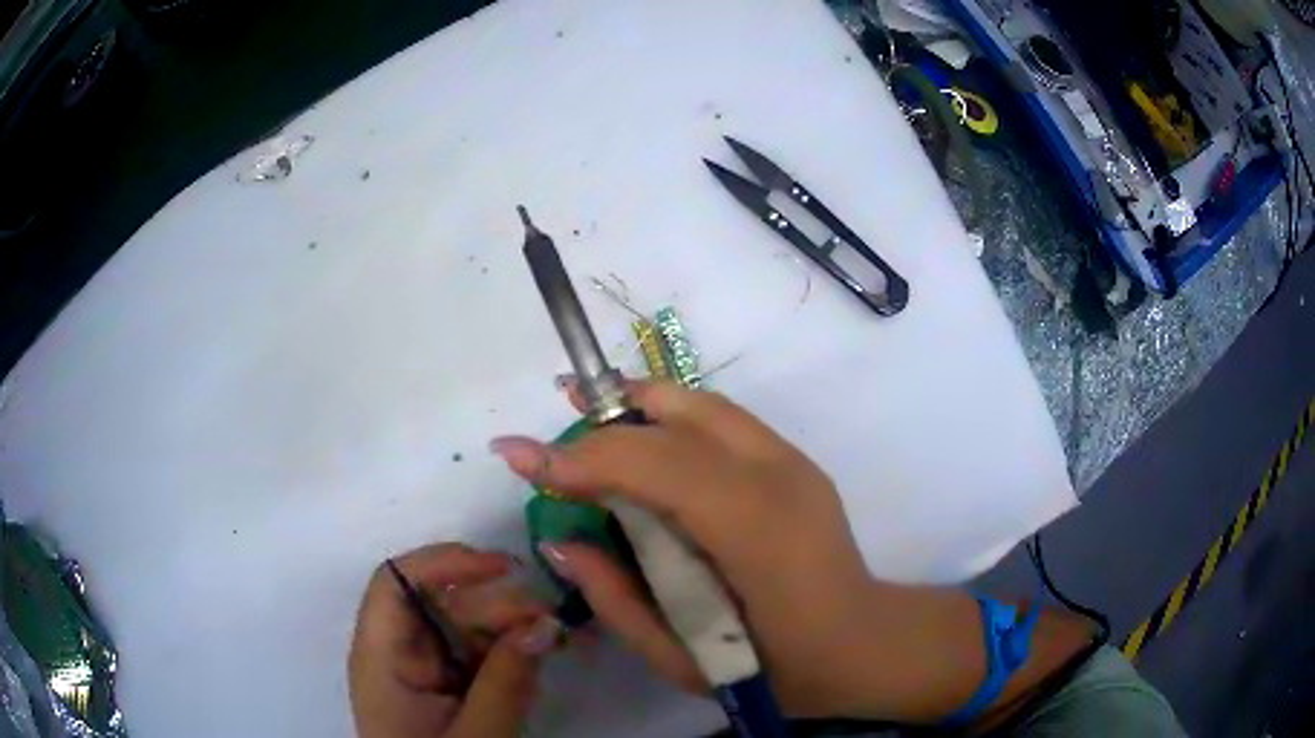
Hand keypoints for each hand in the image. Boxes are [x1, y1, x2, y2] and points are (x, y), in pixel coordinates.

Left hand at [348, 544, 557, 737]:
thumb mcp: (476, 736)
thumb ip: (507, 680)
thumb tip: (546, 623)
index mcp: (381, 656)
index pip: (395, 583)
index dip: (442, 562)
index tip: (503, 568)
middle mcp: (397, 652)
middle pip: (438, 602)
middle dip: (495, 602)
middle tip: (552, 618)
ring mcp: (422, 668)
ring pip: (463, 626)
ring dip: (510, 626)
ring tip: (558, 636)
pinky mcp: (444, 685)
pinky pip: (475, 653)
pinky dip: (509, 650)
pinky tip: (542, 652)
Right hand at [489, 380, 874, 714]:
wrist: (860, 644)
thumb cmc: (772, 669)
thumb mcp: (681, 659)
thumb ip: (614, 600)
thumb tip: (559, 541)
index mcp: (756, 533)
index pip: (658, 467)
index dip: (585, 457)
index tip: (521, 457)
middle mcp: (779, 476)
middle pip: (679, 417)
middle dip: (604, 416)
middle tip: (548, 429)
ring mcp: (793, 460)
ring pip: (702, 403)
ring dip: (636, 402)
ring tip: (584, 409)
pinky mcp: (795, 459)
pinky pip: (720, 419)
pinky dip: (670, 413)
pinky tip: (641, 431)